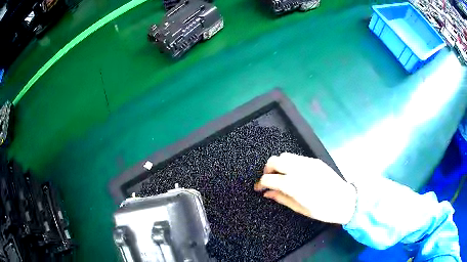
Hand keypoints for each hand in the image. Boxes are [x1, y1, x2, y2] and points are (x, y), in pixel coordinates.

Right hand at [254, 153, 355, 224]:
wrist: (345, 200)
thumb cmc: (322, 210)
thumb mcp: (300, 208)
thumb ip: (281, 198)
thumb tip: (267, 193)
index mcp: (294, 184)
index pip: (269, 178)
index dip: (260, 183)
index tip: (258, 188)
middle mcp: (299, 169)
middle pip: (274, 160)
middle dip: (267, 169)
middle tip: (269, 180)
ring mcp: (308, 163)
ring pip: (285, 155)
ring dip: (278, 164)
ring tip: (281, 176)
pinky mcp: (315, 161)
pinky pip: (297, 157)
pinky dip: (290, 163)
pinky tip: (294, 173)